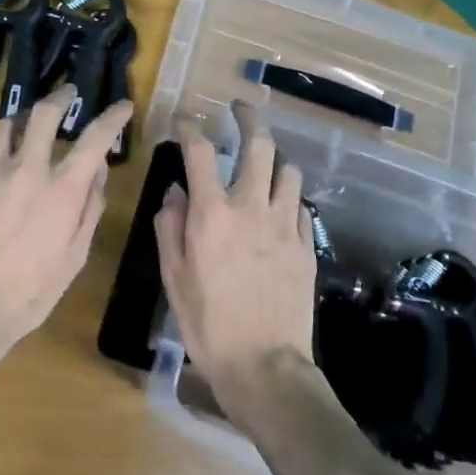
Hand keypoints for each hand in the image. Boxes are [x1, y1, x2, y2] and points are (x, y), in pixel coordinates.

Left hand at [0, 86, 134, 369]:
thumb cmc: (30, 292)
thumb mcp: (74, 257)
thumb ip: (89, 209)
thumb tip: (98, 171)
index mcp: (62, 189)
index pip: (95, 138)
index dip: (112, 116)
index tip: (122, 106)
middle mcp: (26, 169)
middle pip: (42, 113)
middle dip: (59, 96)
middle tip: (67, 94)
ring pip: (5, 127)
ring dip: (20, 123)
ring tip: (25, 127)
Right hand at [153, 103, 317, 411]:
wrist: (264, 366)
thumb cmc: (207, 324)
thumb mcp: (172, 276)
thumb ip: (170, 226)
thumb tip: (175, 192)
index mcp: (212, 214)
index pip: (200, 151)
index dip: (190, 127)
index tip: (185, 120)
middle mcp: (251, 207)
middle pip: (259, 145)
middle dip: (248, 117)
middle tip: (239, 109)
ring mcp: (285, 224)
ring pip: (287, 170)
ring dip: (273, 156)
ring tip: (263, 158)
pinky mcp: (306, 245)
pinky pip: (300, 205)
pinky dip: (287, 195)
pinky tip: (279, 204)